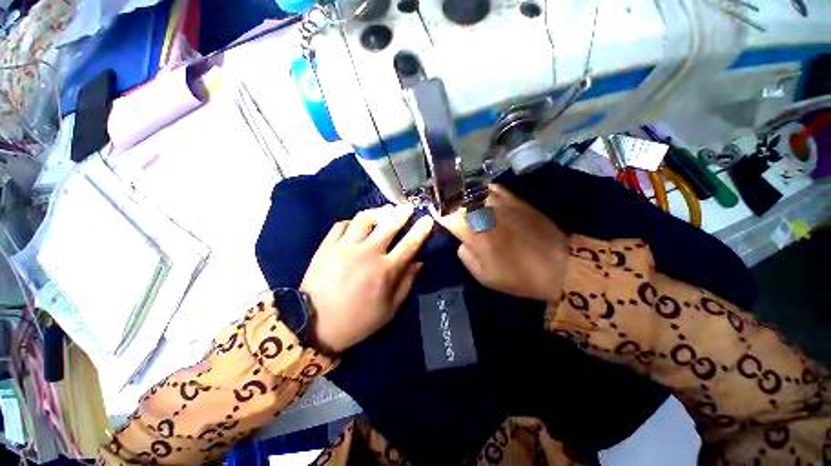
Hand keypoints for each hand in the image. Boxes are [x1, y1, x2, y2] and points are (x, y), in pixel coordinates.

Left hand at [300, 204, 433, 352]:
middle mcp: (367, 252)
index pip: (409, 244)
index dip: (421, 230)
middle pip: (389, 224)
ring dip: (378, 212)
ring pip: (365, 218)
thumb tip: (418, 263)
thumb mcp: (388, 310)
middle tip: (408, 207)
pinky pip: (342, 224)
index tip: (428, 219)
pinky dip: (353, 222)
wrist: (314, 324)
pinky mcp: (327, 245)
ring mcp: (345, 246)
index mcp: (385, 270)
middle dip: (402, 213)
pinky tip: (357, 224)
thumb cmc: (356, 320)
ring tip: (385, 211)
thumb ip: (406, 284)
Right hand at [437, 185, 569, 302]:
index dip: (436, 211)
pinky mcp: (515, 199)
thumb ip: (465, 254)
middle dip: (446, 200)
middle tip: (441, 204)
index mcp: (475, 232)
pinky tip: (480, 198)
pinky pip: (491, 188)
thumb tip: (462, 240)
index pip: (446, 214)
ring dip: (461, 194)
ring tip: (458, 200)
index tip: (431, 211)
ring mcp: (501, 202)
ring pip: (472, 189)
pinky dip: (481, 191)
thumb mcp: (483, 276)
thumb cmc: (518, 276)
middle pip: (457, 197)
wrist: (560, 265)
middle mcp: (484, 211)